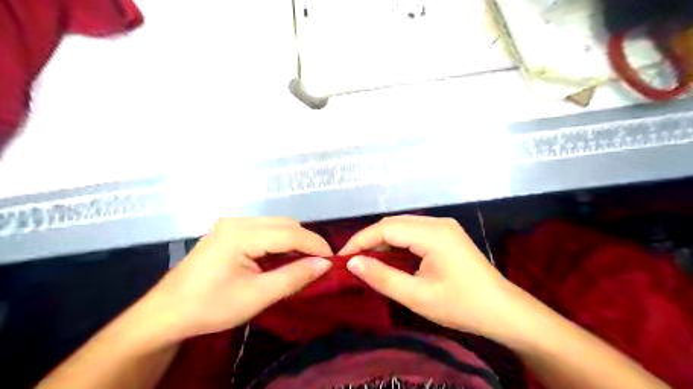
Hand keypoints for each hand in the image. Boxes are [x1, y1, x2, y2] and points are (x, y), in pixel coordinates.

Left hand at [138, 217, 332, 341]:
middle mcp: (238, 221)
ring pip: (277, 225)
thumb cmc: (210, 307)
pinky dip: (280, 242)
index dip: (316, 245)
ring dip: (294, 242)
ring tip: (302, 263)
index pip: (290, 233)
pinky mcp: (230, 230)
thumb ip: (293, 277)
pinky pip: (265, 230)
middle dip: (306, 242)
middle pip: (285, 224)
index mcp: (241, 234)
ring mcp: (232, 223)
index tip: (332, 261)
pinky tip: (281, 259)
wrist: (167, 313)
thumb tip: (325, 264)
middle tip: (318, 265)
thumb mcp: (256, 296)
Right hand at [340, 214, 518, 334]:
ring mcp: (444, 226)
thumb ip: (383, 277)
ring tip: (366, 261)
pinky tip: (390, 258)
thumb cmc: (461, 306)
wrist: (504, 311)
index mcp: (432, 233)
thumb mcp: (417, 296)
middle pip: (394, 224)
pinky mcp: (447, 235)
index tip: (341, 257)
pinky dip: (397, 244)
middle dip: (369, 240)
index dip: (360, 240)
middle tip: (352, 260)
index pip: (386, 228)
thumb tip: (353, 263)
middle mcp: (438, 222)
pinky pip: (414, 233)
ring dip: (383, 242)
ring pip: (403, 227)